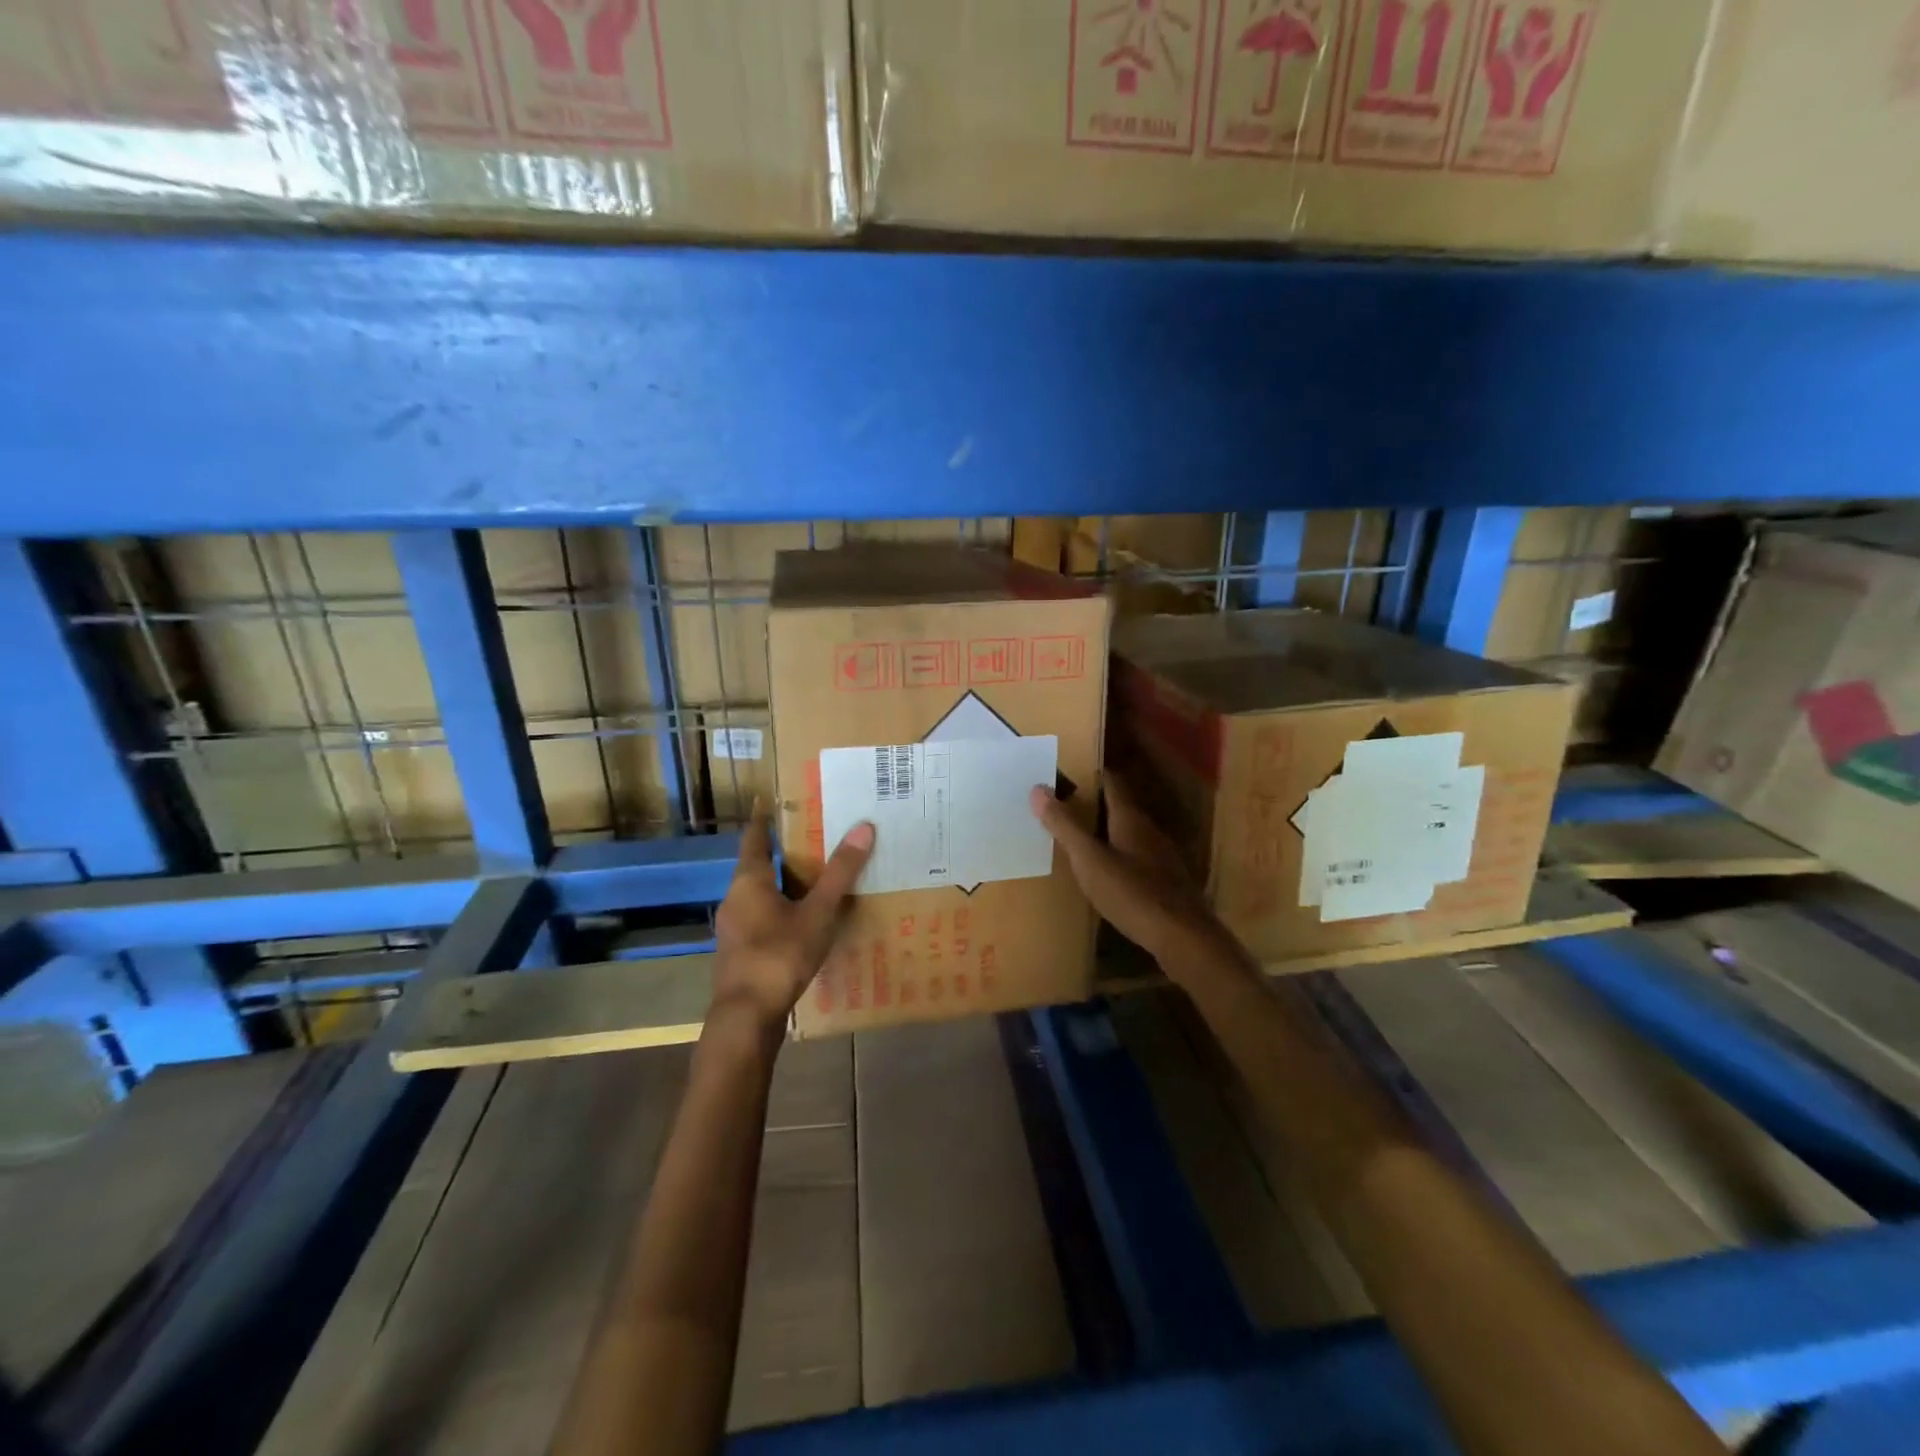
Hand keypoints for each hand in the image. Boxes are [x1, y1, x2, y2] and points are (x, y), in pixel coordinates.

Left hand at [711, 804, 874, 1033]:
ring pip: (759, 895)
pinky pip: (761, 919)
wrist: (746, 1018)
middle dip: (781, 853)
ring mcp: (734, 928)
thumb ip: (840, 873)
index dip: (763, 819)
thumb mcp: (818, 913)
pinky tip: (803, 921)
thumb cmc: (779, 955)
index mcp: (748, 881)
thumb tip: (864, 827)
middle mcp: (735, 898)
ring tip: (814, 878)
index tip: (772, 801)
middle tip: (812, 837)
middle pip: (756, 866)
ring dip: (782, 884)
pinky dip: (780, 911)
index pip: (754, 838)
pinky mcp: (739, 952)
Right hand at [1029, 774, 1241, 977]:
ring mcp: (1162, 859)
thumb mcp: (1090, 860)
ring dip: (1106, 833)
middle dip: (1095, 804)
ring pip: (1130, 835)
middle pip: (1121, 809)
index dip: (1093, 774)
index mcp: (1131, 820)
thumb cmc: (1133, 894)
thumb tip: (1038, 789)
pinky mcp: (1166, 884)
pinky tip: (1107, 874)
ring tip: (1080, 838)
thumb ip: (1065, 826)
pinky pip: (1137, 860)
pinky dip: (1118, 858)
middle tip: (1065, 804)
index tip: (1069, 770)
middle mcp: (1150, 832)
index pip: (1112, 784)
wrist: (1183, 938)